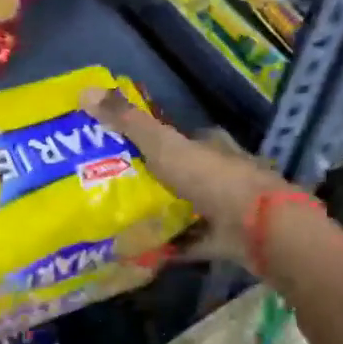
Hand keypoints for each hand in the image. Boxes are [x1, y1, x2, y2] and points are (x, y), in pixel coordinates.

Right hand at [84, 87, 297, 262]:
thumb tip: (84, 92)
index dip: (155, 143)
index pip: (181, 139)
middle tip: (113, 189)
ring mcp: (226, 209)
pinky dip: (171, 246)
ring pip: (188, 208)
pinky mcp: (226, 240)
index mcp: (211, 146)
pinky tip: (142, 252)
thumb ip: (127, 122)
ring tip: (121, 221)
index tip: (122, 151)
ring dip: (163, 214)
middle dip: (155, 181)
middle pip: (182, 174)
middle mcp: (221, 174)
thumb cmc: (212, 179)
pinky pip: (191, 242)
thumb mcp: (163, 145)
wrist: (258, 228)